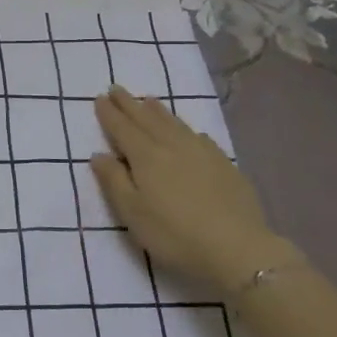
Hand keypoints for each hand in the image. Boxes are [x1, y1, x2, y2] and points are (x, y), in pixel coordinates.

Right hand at [88, 87, 293, 294]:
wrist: (237, 247)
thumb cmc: (175, 234)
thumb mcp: (132, 213)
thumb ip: (114, 181)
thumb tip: (98, 155)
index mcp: (146, 157)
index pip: (122, 128)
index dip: (110, 113)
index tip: (100, 98)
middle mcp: (172, 146)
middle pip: (146, 119)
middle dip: (129, 104)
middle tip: (117, 88)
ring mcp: (201, 152)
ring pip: (174, 123)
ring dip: (157, 110)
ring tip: (148, 100)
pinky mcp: (224, 164)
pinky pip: (198, 136)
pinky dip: (186, 128)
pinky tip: (188, 131)